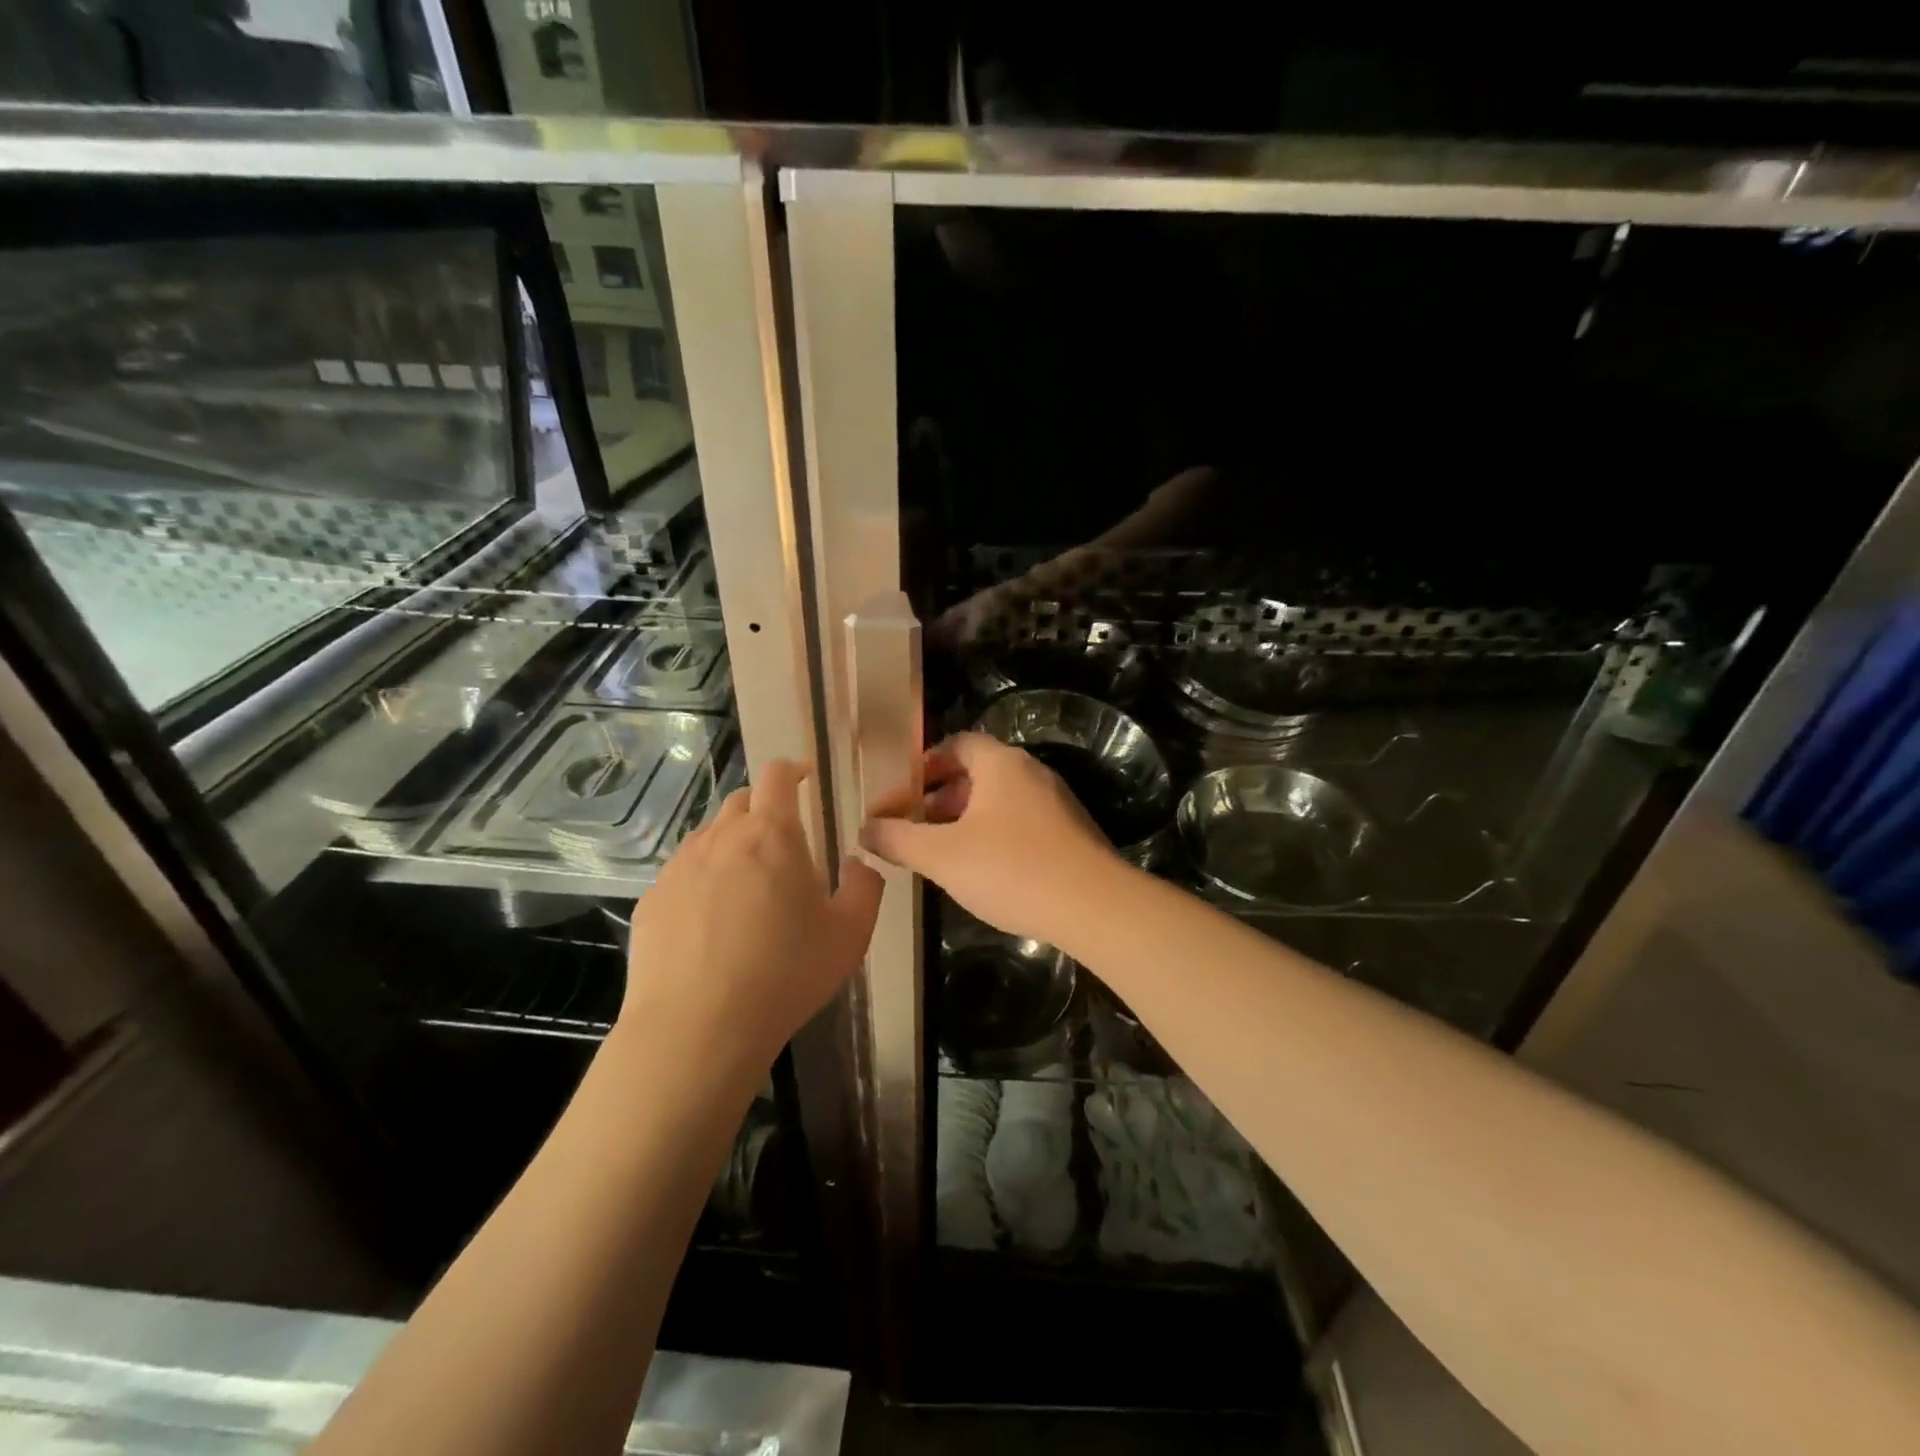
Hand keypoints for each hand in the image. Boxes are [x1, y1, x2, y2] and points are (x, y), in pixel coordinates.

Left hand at [620, 760, 881, 1074]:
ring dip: (732, 844)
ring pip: (710, 836)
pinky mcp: (652, 900)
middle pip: (741, 800)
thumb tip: (856, 864)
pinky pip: (682, 874)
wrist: (697, 1028)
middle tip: (783, 843)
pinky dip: (702, 881)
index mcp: (772, 834)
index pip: (777, 774)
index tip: (805, 778)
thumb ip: (864, 887)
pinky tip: (710, 924)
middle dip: (764, 808)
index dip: (793, 769)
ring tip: (747, 886)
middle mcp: (721, 837)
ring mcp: (680, 867)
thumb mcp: (850, 934)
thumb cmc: (785, 974)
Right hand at [860, 733, 1122, 943]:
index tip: (901, 792)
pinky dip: (994, 836)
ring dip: (966, 819)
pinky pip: (1021, 823)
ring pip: (999, 801)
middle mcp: (1031, 773)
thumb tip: (864, 828)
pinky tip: (982, 871)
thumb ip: (898, 838)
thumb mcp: (942, 855)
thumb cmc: (1011, 869)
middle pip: (978, 773)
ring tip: (940, 853)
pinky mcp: (1071, 833)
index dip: (925, 764)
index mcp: (1001, 764)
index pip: (957, 744)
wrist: (1094, 906)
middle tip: (913, 827)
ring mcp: (1056, 803)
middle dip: (940, 797)